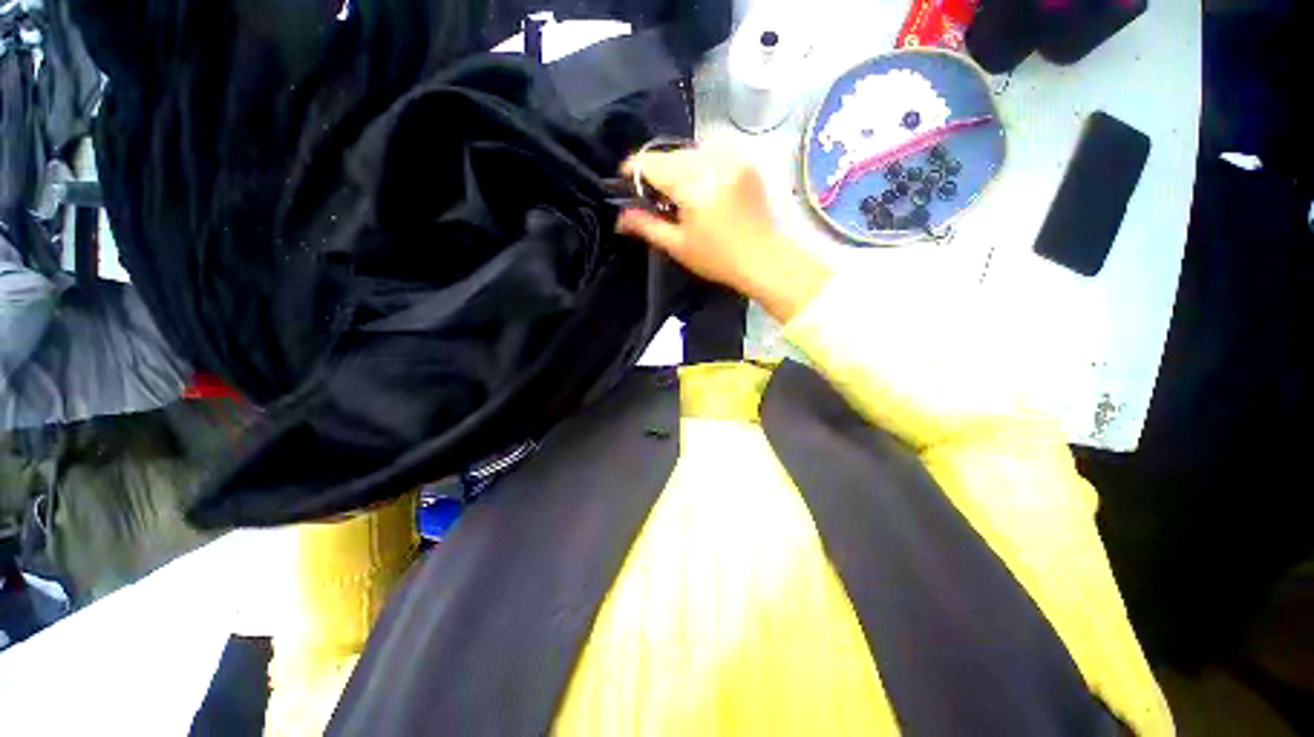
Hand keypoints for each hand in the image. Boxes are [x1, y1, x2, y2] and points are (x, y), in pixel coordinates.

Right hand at [616, 147, 829, 323]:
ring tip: (679, 196)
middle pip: (670, 154)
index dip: (633, 171)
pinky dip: (699, 167)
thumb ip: (646, 226)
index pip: (651, 162)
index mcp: (693, 183)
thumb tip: (619, 217)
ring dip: (678, 169)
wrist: (765, 259)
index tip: (624, 184)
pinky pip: (711, 154)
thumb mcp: (678, 246)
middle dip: (656, 172)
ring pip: (690, 152)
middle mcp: (712, 160)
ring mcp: (732, 157)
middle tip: (654, 199)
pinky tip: (701, 190)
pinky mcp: (745, 161)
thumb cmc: (718, 258)